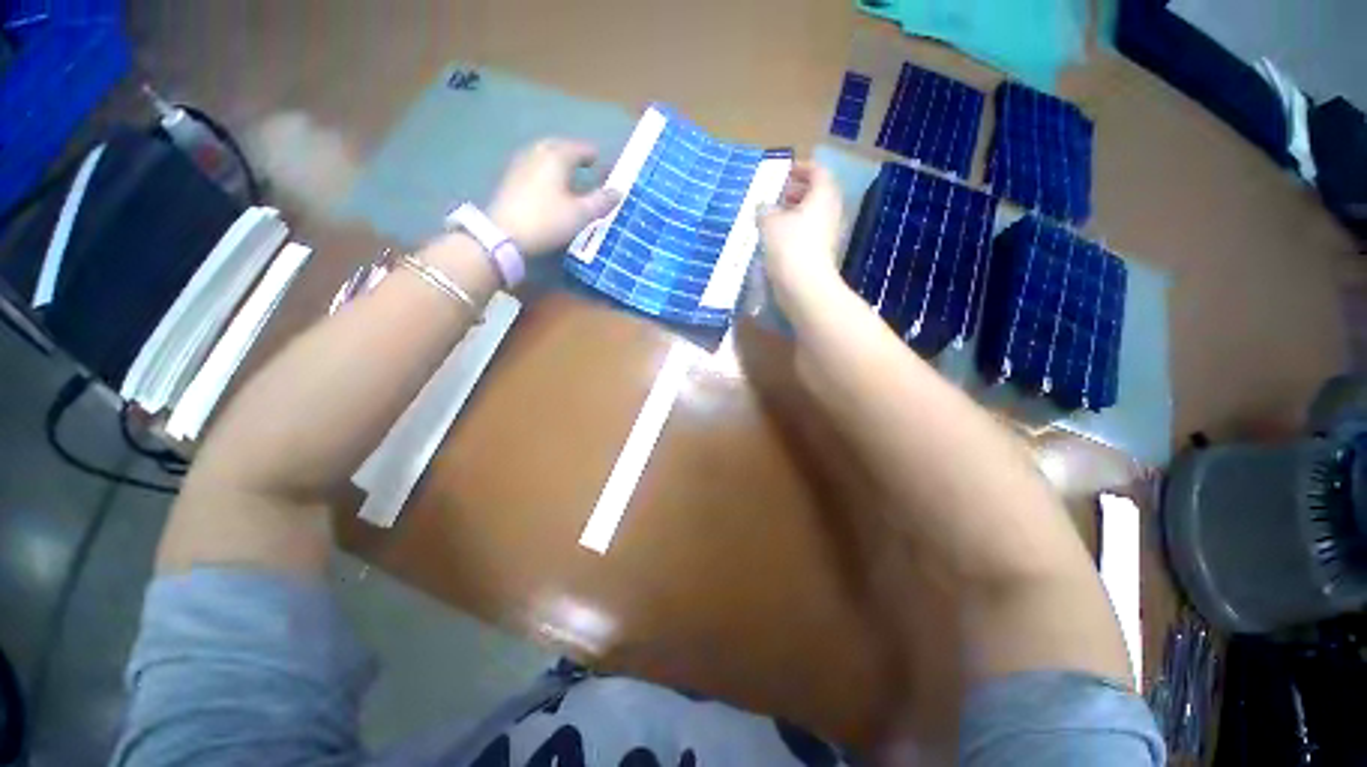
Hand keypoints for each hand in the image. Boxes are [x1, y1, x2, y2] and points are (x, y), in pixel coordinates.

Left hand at [487, 139, 619, 256]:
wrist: (504, 234)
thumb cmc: (548, 220)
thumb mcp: (581, 214)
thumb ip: (601, 201)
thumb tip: (619, 191)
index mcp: (557, 156)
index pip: (580, 148)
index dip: (593, 154)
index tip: (602, 162)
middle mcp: (537, 153)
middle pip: (559, 147)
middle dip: (574, 154)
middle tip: (586, 165)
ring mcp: (520, 164)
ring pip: (544, 155)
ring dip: (558, 161)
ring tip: (569, 175)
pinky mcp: (510, 179)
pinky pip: (534, 166)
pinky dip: (546, 171)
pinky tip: (549, 185)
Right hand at [758, 162, 843, 313]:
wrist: (804, 286)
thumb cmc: (789, 245)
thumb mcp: (769, 222)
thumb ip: (765, 210)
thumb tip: (763, 207)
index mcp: (823, 196)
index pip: (818, 172)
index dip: (802, 168)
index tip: (785, 171)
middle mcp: (831, 212)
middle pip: (818, 194)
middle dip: (798, 191)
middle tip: (779, 194)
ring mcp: (829, 235)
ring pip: (813, 216)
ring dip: (795, 213)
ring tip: (774, 217)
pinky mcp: (822, 254)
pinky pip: (809, 234)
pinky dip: (796, 230)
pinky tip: (777, 239)